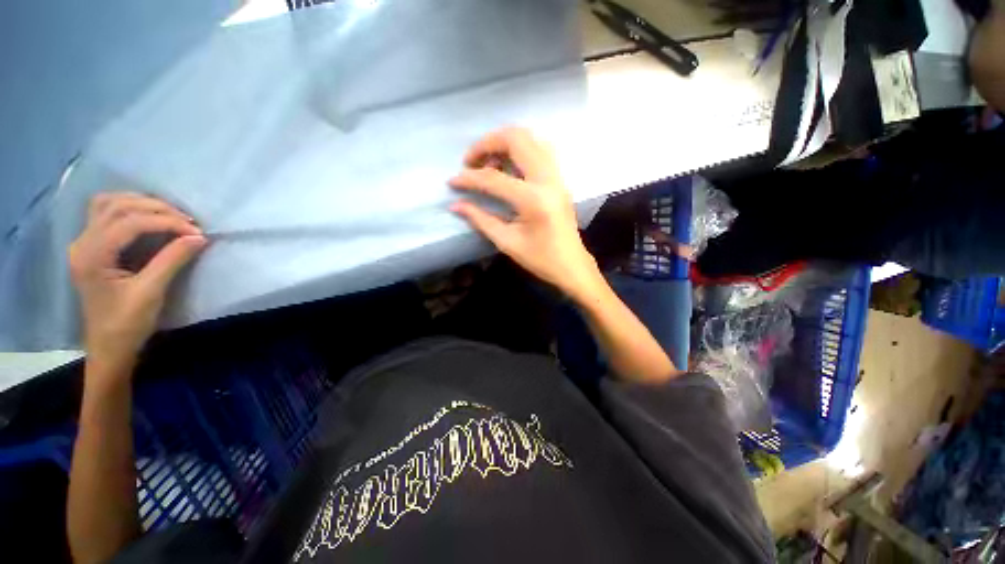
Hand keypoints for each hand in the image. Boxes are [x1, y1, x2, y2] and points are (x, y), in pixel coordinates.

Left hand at [68, 193, 206, 374]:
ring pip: (109, 204)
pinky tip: (148, 218)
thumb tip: (200, 237)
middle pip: (117, 206)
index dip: (166, 222)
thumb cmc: (127, 324)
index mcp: (92, 255)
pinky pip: (107, 214)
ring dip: (141, 203)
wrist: (109, 347)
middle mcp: (82, 242)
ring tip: (170, 215)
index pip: (129, 222)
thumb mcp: (151, 292)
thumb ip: (172, 260)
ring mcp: (84, 243)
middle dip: (155, 208)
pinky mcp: (92, 247)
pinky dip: (130, 209)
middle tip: (187, 221)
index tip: (197, 232)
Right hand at [450, 128, 602, 300]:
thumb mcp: (507, 242)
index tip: (452, 181)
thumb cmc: (540, 259)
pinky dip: (520, 149)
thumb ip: (481, 220)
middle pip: (516, 140)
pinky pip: (539, 149)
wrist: (571, 265)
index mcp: (533, 200)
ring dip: (504, 143)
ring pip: (530, 138)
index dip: (469, 178)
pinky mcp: (559, 179)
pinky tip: (509, 166)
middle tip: (471, 161)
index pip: (494, 179)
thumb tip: (456, 205)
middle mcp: (547, 179)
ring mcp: (557, 176)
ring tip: (488, 163)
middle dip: (487, 144)